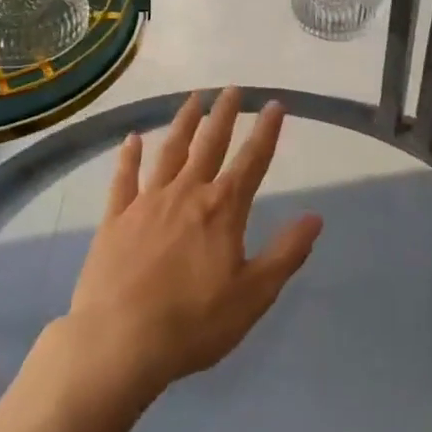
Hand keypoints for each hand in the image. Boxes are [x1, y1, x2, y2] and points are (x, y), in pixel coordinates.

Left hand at [61, 88, 322, 405]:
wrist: (119, 342)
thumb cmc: (193, 323)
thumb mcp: (253, 295)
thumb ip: (286, 253)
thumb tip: (315, 217)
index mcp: (222, 209)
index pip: (252, 161)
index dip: (266, 132)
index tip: (275, 104)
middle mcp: (187, 193)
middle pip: (210, 144)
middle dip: (224, 114)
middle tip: (232, 89)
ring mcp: (148, 202)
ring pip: (170, 152)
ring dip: (183, 123)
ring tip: (193, 98)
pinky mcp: (116, 219)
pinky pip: (124, 179)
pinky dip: (128, 157)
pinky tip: (131, 139)